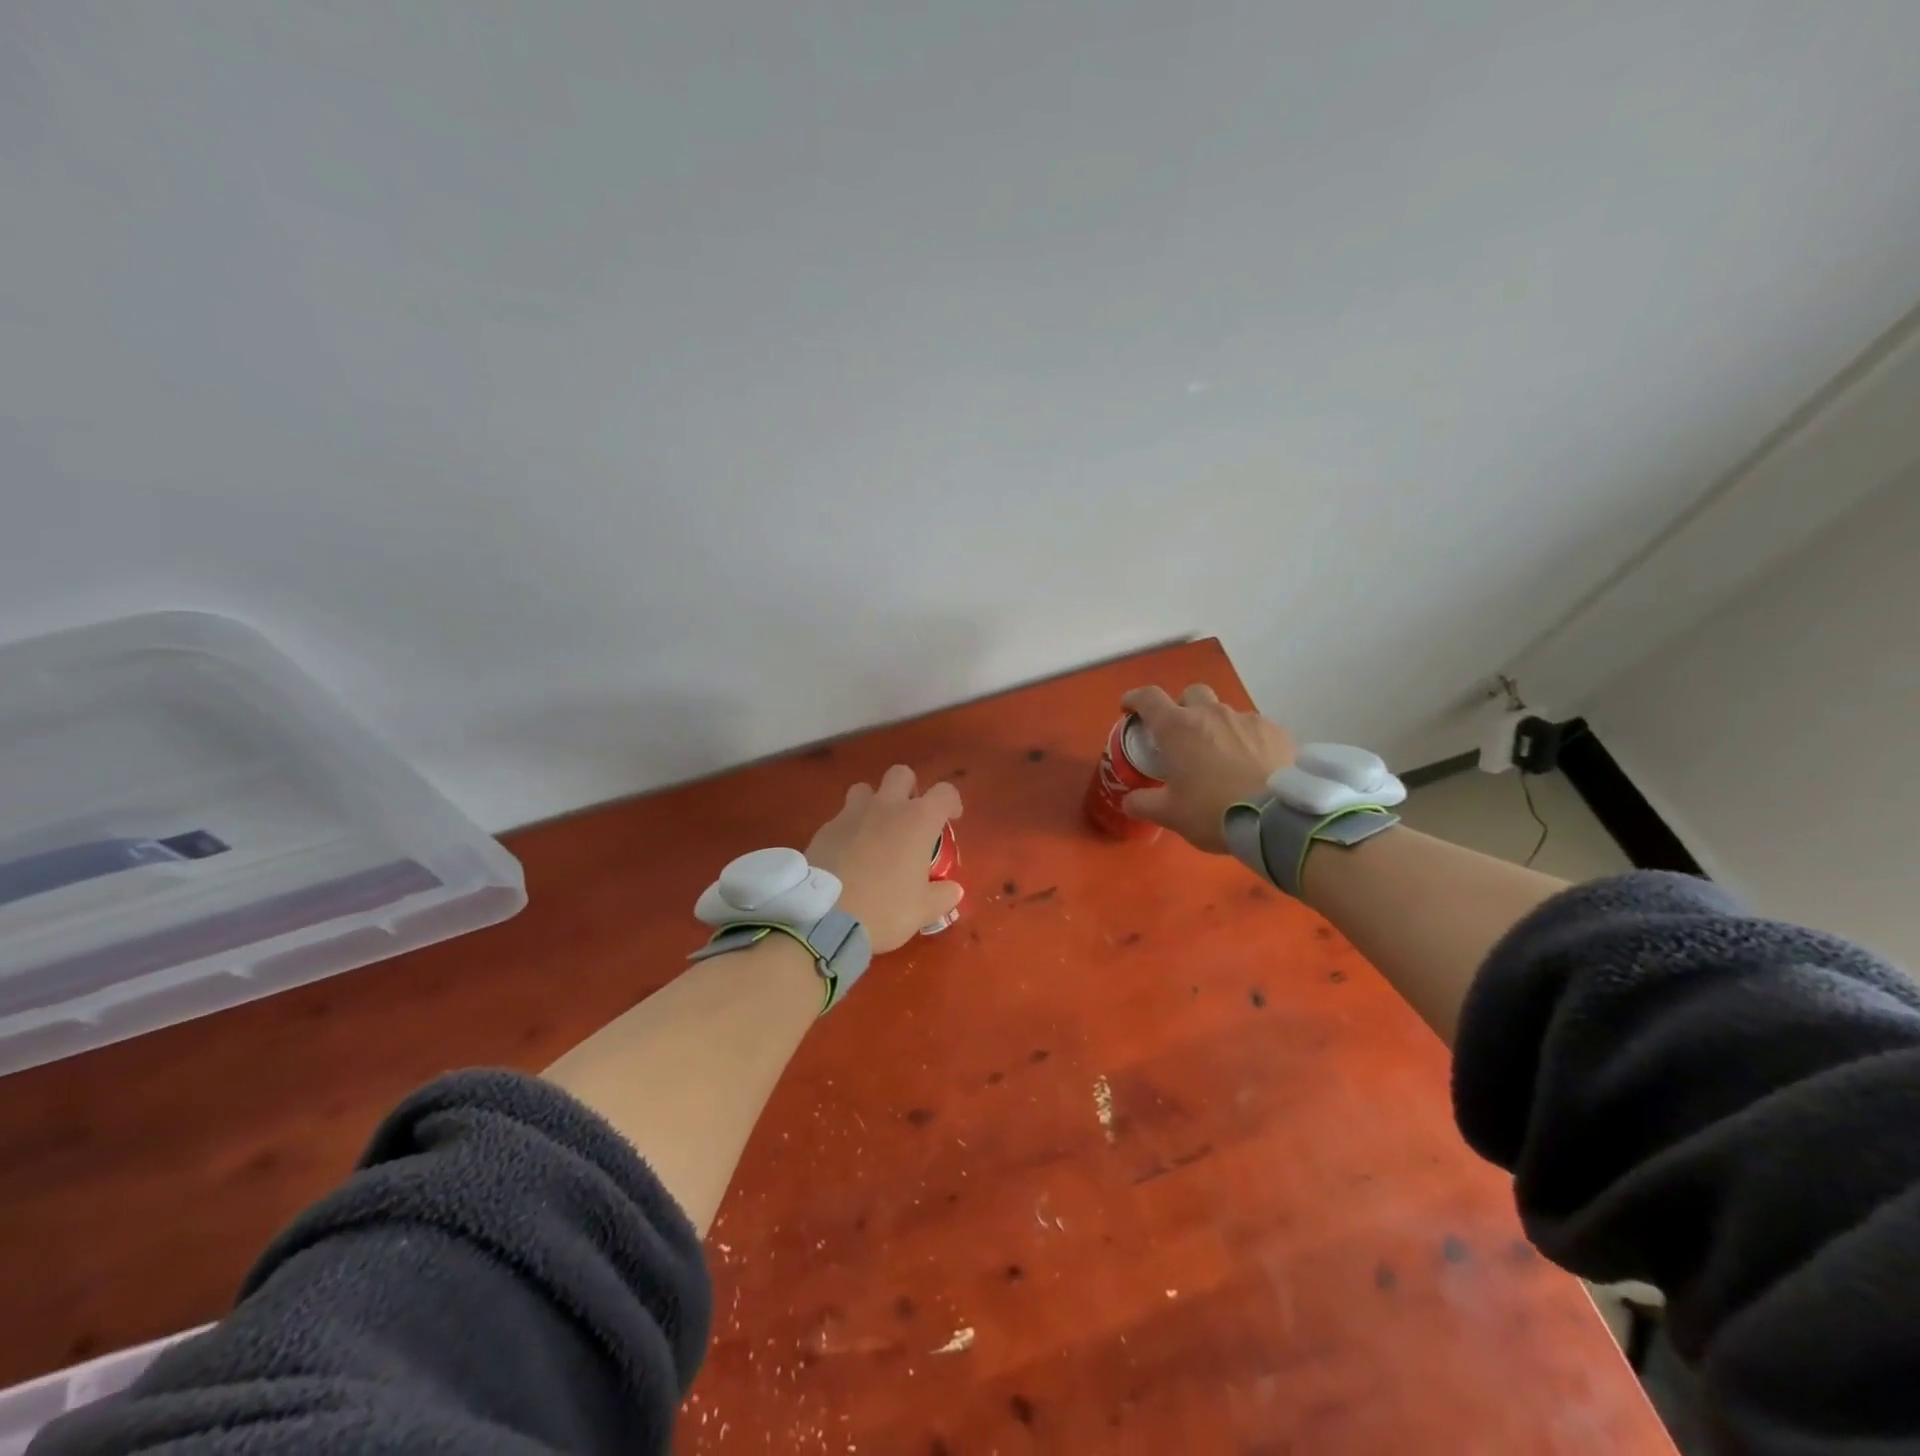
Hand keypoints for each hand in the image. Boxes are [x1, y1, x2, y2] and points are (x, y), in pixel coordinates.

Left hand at [806, 766, 963, 952]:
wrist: (824, 919)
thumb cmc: (885, 910)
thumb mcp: (922, 910)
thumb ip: (942, 896)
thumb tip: (953, 890)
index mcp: (918, 821)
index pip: (944, 792)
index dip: (951, 802)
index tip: (950, 818)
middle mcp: (886, 807)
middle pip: (901, 774)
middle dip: (909, 789)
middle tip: (910, 818)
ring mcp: (850, 815)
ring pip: (865, 789)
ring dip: (874, 803)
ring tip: (876, 831)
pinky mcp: (824, 829)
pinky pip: (841, 818)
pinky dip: (849, 829)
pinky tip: (848, 855)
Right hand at [1118, 684, 1295, 852]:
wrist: (1276, 819)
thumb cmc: (1212, 811)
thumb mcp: (1170, 814)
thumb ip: (1144, 804)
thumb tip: (1129, 801)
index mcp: (1177, 728)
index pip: (1148, 698)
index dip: (1135, 699)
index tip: (1129, 708)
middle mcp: (1211, 713)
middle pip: (1191, 693)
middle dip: (1182, 706)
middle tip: (1181, 734)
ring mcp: (1247, 719)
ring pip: (1225, 712)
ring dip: (1216, 726)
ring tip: (1221, 756)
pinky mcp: (1276, 731)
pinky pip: (1254, 728)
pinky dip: (1246, 740)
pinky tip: (1251, 764)